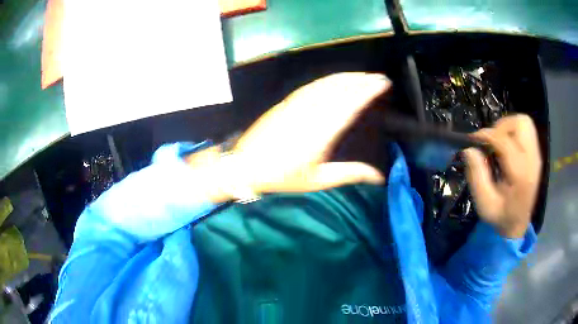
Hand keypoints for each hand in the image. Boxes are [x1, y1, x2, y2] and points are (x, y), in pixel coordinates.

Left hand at [188, 72, 389, 201]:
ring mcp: (296, 104)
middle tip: (379, 77)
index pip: (350, 104)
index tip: (382, 83)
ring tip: (363, 75)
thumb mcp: (317, 180)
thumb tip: (378, 176)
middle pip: (340, 89)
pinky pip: (311, 85)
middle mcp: (310, 112)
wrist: (245, 165)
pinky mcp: (286, 102)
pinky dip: (328, 79)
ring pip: (325, 83)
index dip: (368, 91)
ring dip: (346, 76)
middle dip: (362, 79)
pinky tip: (336, 79)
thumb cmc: (282, 176)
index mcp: (321, 132)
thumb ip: (349, 174)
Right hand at [464, 115, 541, 237]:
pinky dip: (514, 131)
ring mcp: (536, 156)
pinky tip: (507, 146)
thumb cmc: (501, 216)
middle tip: (491, 141)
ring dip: (508, 127)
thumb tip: (469, 149)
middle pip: (521, 123)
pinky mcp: (535, 154)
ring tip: (498, 142)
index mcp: (521, 175)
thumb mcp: (484, 204)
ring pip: (524, 122)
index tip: (473, 140)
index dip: (487, 135)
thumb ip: (477, 177)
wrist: (518, 224)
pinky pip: (526, 130)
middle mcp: (532, 161)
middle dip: (502, 127)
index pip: (506, 142)